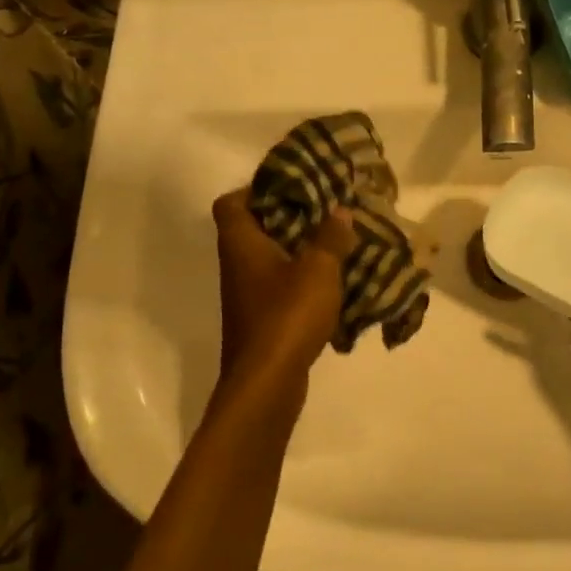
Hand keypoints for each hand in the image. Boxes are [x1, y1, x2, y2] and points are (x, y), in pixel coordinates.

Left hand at [211, 190, 354, 429]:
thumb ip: (330, 237)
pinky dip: (304, 282)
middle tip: (325, 211)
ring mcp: (248, 297)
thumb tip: (339, 211)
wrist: (267, 383)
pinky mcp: (262, 322)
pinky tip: (334, 283)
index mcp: (242, 244)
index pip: (231, 203)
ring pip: (271, 261)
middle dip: (290, 219)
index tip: (292, 186)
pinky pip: (282, 290)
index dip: (256, 190)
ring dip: (300, 251)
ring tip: (336, 242)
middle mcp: (238, 266)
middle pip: (255, 230)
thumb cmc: (287, 316)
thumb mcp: (318, 269)